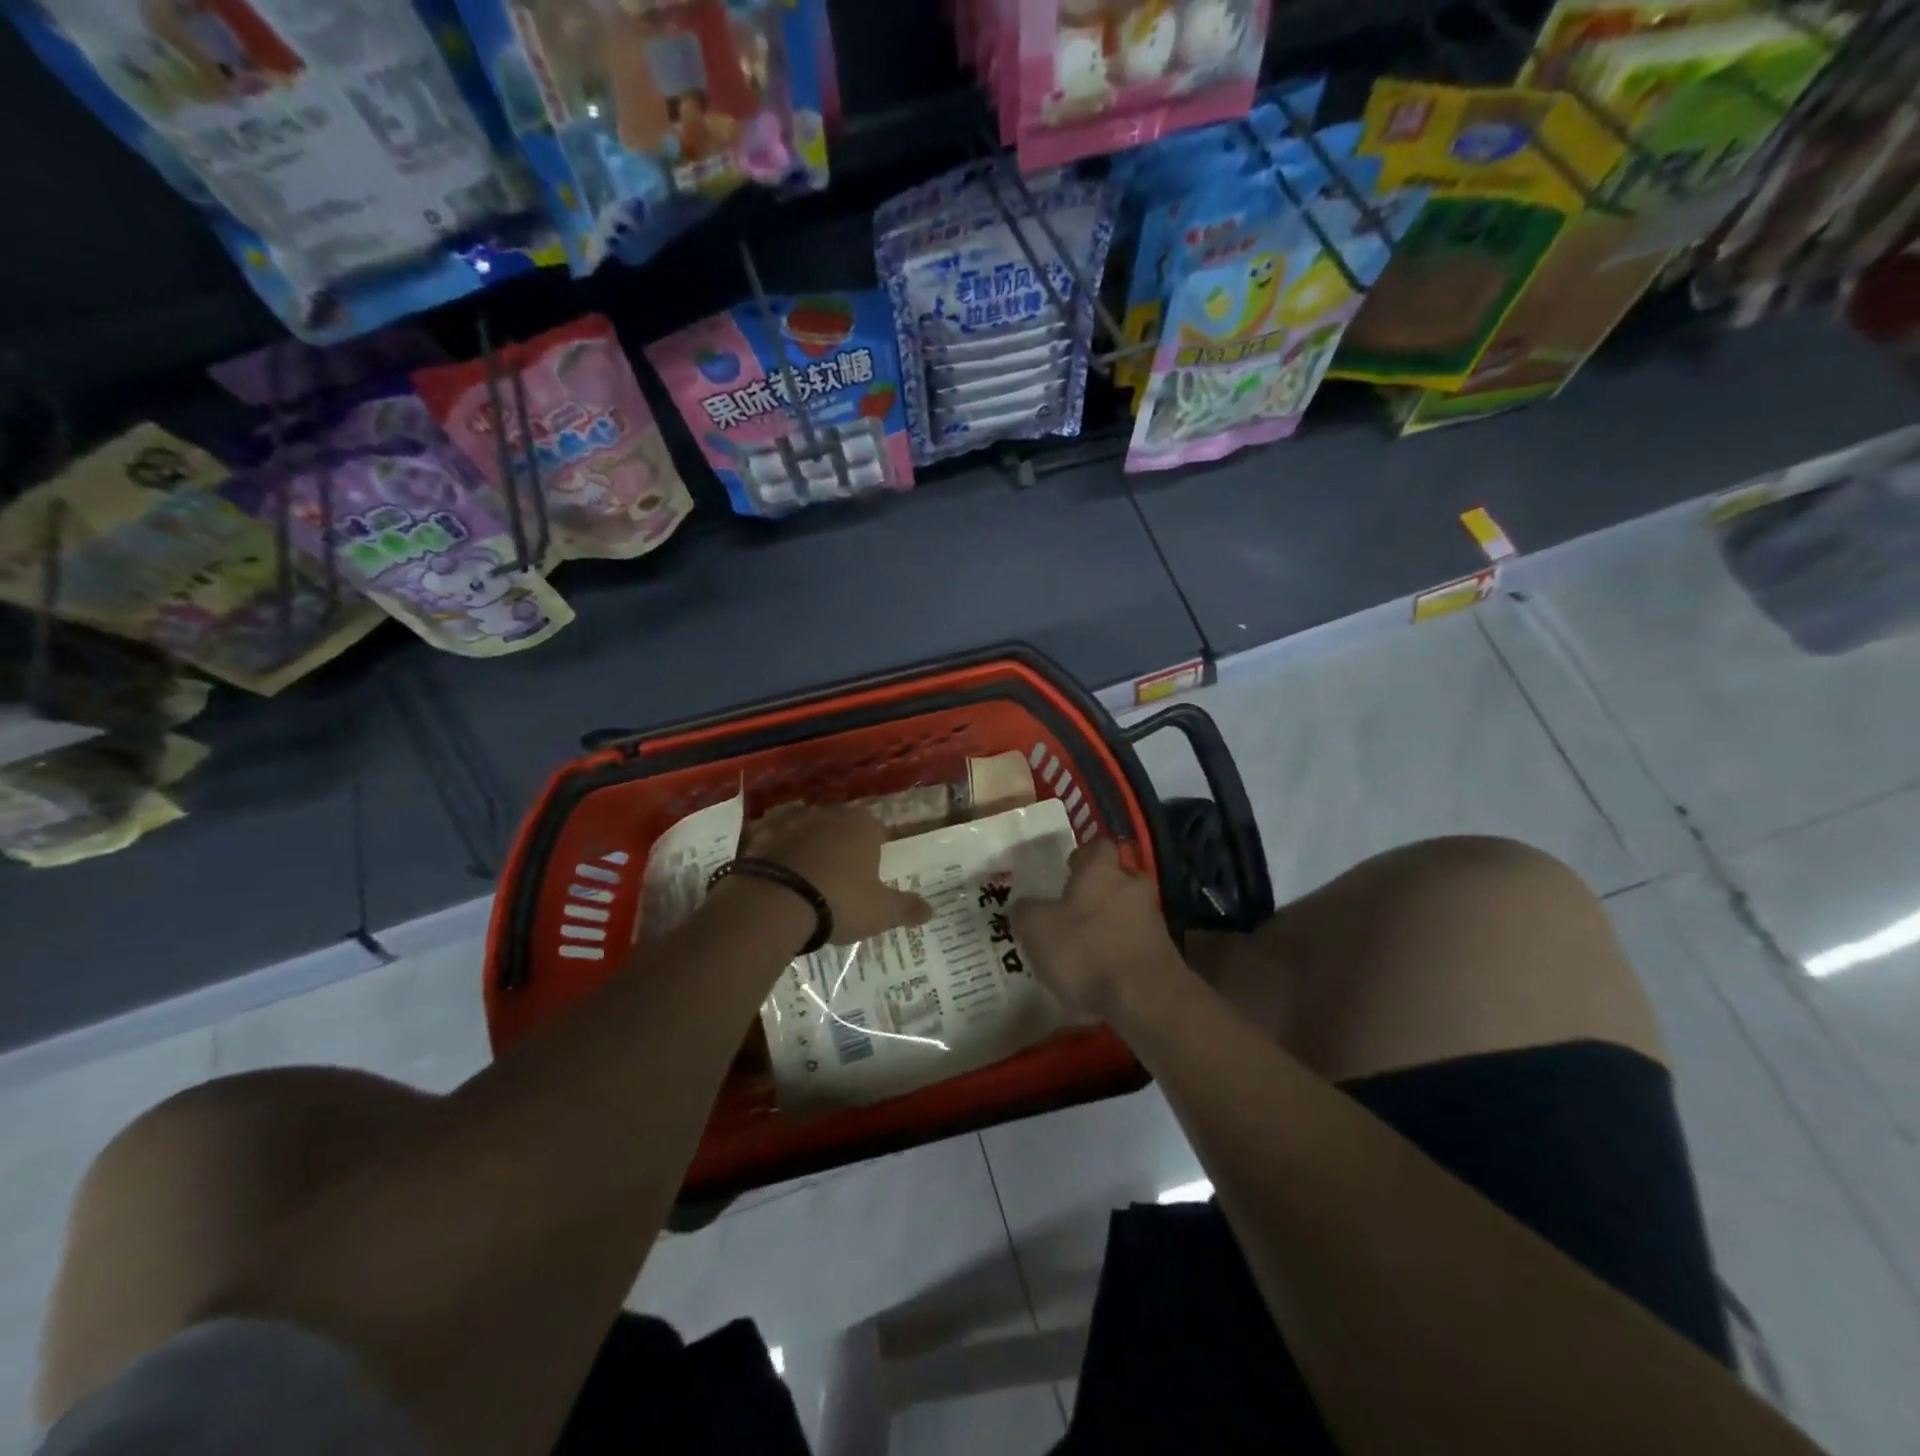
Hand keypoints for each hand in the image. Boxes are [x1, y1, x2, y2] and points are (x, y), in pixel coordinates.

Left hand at [744, 804, 933, 944]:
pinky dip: (778, 853)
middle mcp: (829, 815)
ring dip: (809, 846)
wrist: (774, 904)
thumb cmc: (839, 902)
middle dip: (842, 844)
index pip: (877, 828)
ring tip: (808, 878)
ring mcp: (792, 821)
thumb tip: (932, 909)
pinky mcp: (761, 836)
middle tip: (841, 877)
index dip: (875, 848)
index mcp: (863, 827)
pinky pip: (775, 841)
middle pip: (841, 825)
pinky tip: (778, 875)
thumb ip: (906, 908)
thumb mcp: (880, 912)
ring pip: (808, 830)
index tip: (871, 871)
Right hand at [1011, 838, 1183, 1019]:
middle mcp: (1131, 886)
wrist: (1145, 998)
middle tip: (1076, 906)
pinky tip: (1104, 970)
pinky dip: (1122, 948)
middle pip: (1118, 876)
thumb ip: (1026, 911)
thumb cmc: (1085, 950)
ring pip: (1129, 909)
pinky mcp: (1164, 951)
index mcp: (1101, 871)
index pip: (1098, 846)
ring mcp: (1152, 919)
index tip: (1069, 868)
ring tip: (1087, 943)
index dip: (1083, 855)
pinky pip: (1136, 940)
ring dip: (1112, 921)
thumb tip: (1024, 904)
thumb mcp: (1036, 929)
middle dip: (1101, 888)